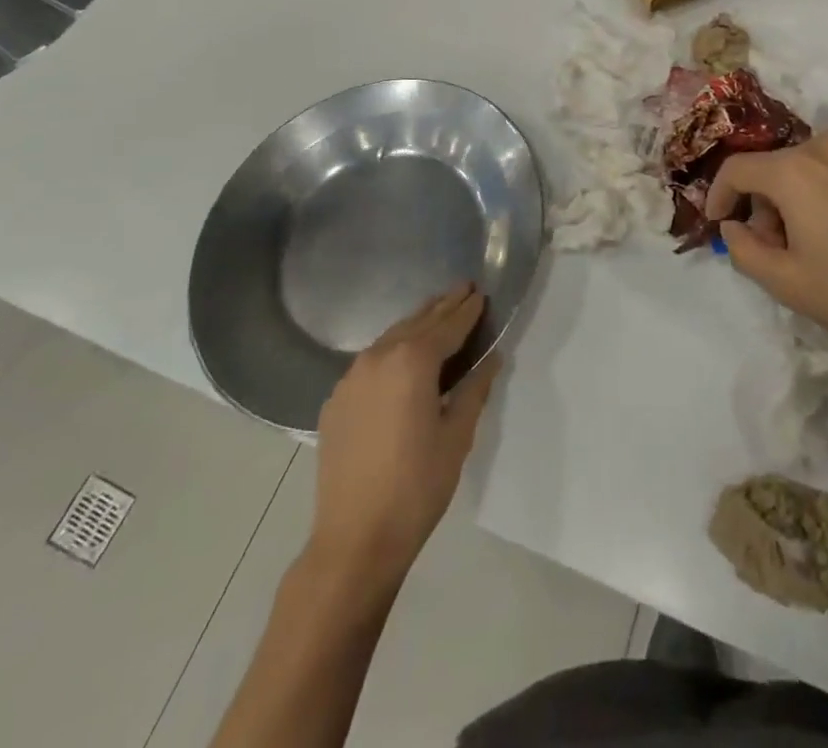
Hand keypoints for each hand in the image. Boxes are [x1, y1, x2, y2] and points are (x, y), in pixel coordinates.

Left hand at [308, 283, 501, 582]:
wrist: (355, 539)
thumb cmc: (417, 487)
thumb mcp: (457, 437)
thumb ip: (474, 390)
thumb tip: (491, 359)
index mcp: (413, 361)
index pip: (448, 326)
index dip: (467, 310)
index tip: (481, 293)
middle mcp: (379, 357)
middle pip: (418, 322)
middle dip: (442, 306)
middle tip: (463, 289)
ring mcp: (351, 377)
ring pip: (391, 337)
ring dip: (416, 324)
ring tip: (436, 313)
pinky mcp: (336, 400)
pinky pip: (370, 361)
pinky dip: (392, 349)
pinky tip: (402, 357)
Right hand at [706, 131, 827, 389]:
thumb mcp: (789, 284)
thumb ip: (743, 250)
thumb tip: (735, 225)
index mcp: (794, 169)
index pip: (736, 169)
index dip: (717, 197)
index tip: (719, 227)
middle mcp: (825, 148)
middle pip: (772, 169)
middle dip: (761, 208)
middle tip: (772, 253)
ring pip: (805, 173)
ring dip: (793, 205)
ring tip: (811, 254)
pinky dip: (823, 201)